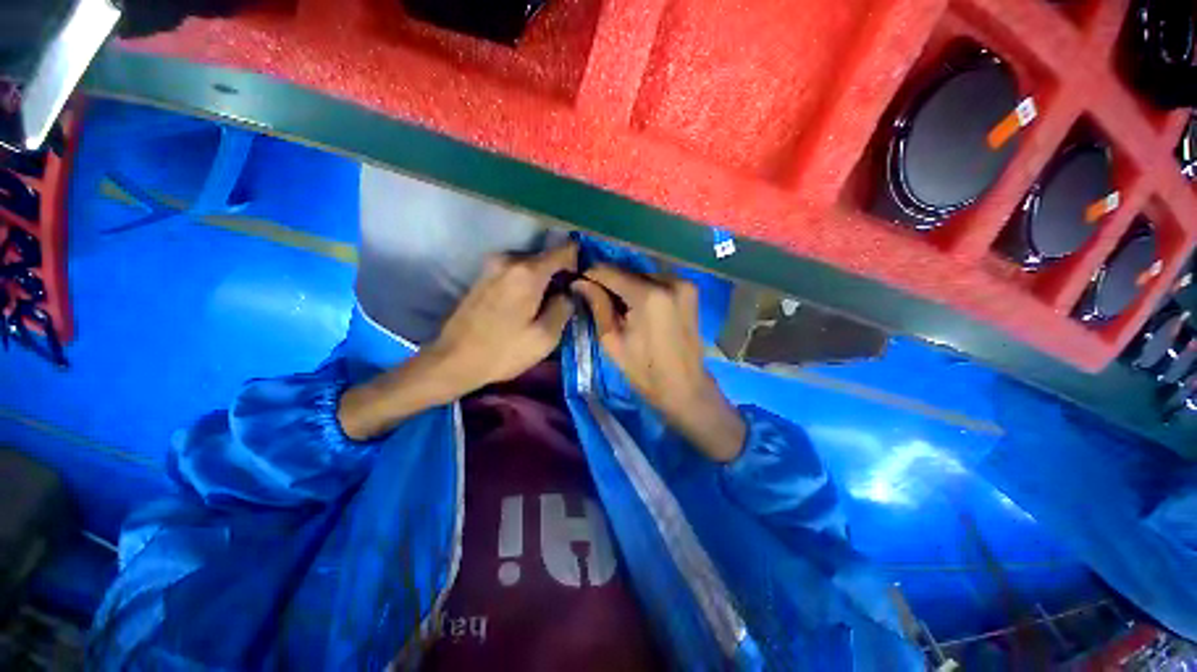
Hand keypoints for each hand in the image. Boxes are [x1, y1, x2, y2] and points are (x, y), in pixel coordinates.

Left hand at [339, 243, 576, 440]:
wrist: (453, 360)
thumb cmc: (503, 351)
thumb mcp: (545, 337)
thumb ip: (564, 307)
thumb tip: (569, 292)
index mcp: (527, 271)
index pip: (565, 250)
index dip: (579, 262)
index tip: (584, 282)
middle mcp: (509, 259)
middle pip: (547, 257)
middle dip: (561, 275)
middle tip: (566, 301)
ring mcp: (493, 265)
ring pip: (532, 265)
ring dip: (544, 280)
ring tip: (547, 306)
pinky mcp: (484, 275)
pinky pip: (516, 271)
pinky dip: (528, 283)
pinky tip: (527, 306)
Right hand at [573, 265, 745, 462]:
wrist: (685, 387)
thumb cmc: (645, 371)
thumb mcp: (612, 340)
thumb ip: (598, 306)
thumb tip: (579, 283)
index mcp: (649, 296)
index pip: (611, 273)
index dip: (591, 275)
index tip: (577, 282)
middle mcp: (670, 281)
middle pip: (629, 272)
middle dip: (609, 281)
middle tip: (594, 295)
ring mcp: (684, 284)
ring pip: (643, 275)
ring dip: (627, 285)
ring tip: (616, 303)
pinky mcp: (691, 290)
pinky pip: (658, 281)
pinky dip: (644, 289)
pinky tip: (636, 305)